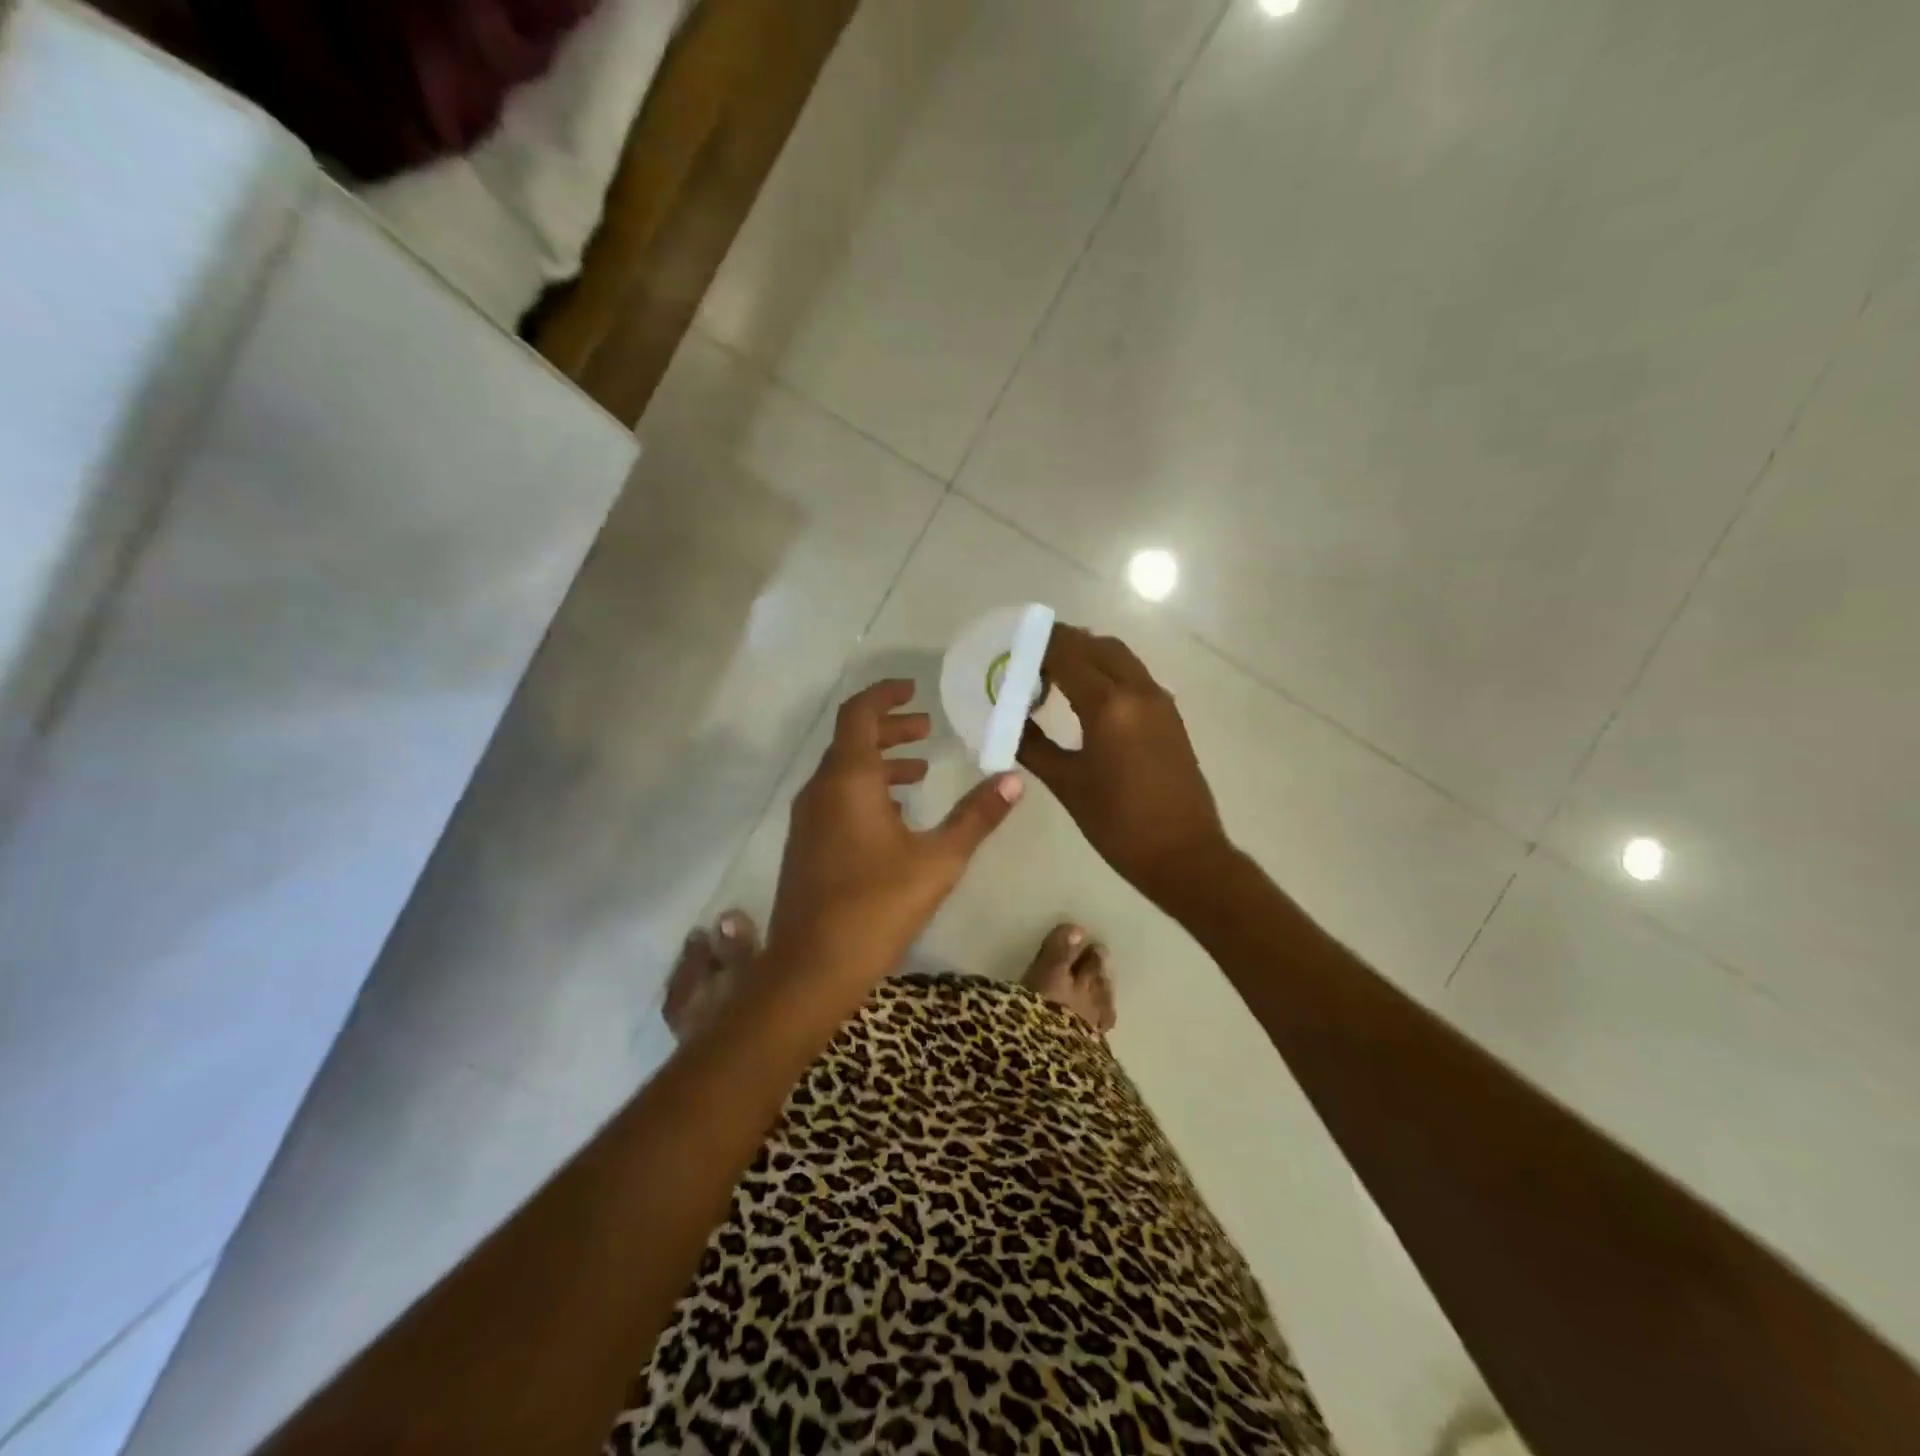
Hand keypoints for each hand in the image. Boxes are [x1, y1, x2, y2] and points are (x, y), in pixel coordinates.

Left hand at [767, 679, 1023, 993]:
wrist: (811, 968)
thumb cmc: (878, 905)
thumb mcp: (939, 859)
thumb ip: (976, 816)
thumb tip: (1014, 778)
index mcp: (848, 779)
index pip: (859, 714)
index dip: (885, 696)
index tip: (914, 690)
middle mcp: (820, 790)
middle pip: (852, 741)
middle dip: (890, 730)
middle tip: (926, 728)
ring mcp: (807, 820)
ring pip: (843, 773)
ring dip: (880, 763)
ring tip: (919, 771)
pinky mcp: (806, 846)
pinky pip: (836, 800)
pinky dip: (866, 791)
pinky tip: (895, 817)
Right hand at [1018, 625, 1231, 909]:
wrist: (1184, 855)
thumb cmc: (1118, 824)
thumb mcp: (1067, 784)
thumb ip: (1033, 745)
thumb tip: (1010, 721)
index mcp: (1109, 705)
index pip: (1068, 655)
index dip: (1038, 647)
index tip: (1011, 652)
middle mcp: (1138, 691)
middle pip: (1097, 645)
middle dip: (1062, 644)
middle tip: (1029, 660)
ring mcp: (1159, 701)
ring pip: (1119, 657)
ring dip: (1086, 655)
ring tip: (1052, 676)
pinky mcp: (1170, 715)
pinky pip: (1133, 676)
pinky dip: (1106, 671)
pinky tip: (1084, 698)